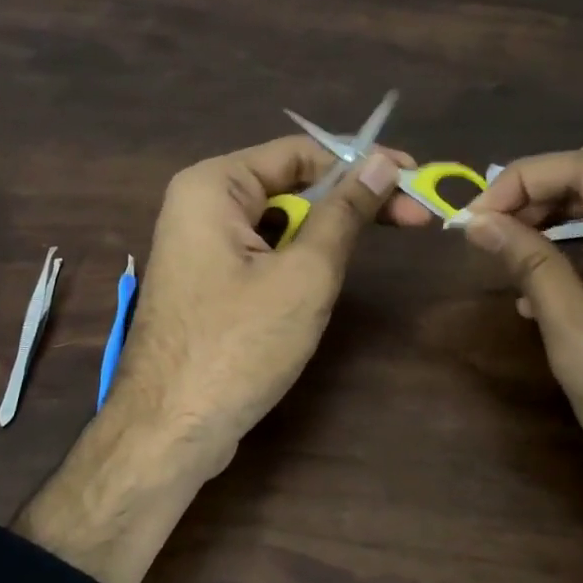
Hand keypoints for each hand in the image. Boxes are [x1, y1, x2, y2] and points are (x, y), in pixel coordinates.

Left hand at [107, 135, 430, 452]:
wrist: (169, 429)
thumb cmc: (238, 345)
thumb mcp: (305, 275)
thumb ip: (344, 213)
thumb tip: (382, 162)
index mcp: (212, 185)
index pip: (299, 153)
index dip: (360, 164)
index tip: (412, 180)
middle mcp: (199, 203)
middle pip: (288, 184)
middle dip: (348, 200)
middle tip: (412, 218)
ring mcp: (199, 244)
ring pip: (277, 221)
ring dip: (324, 232)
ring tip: (368, 251)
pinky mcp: (206, 280)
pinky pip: (260, 251)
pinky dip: (297, 258)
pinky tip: (323, 279)